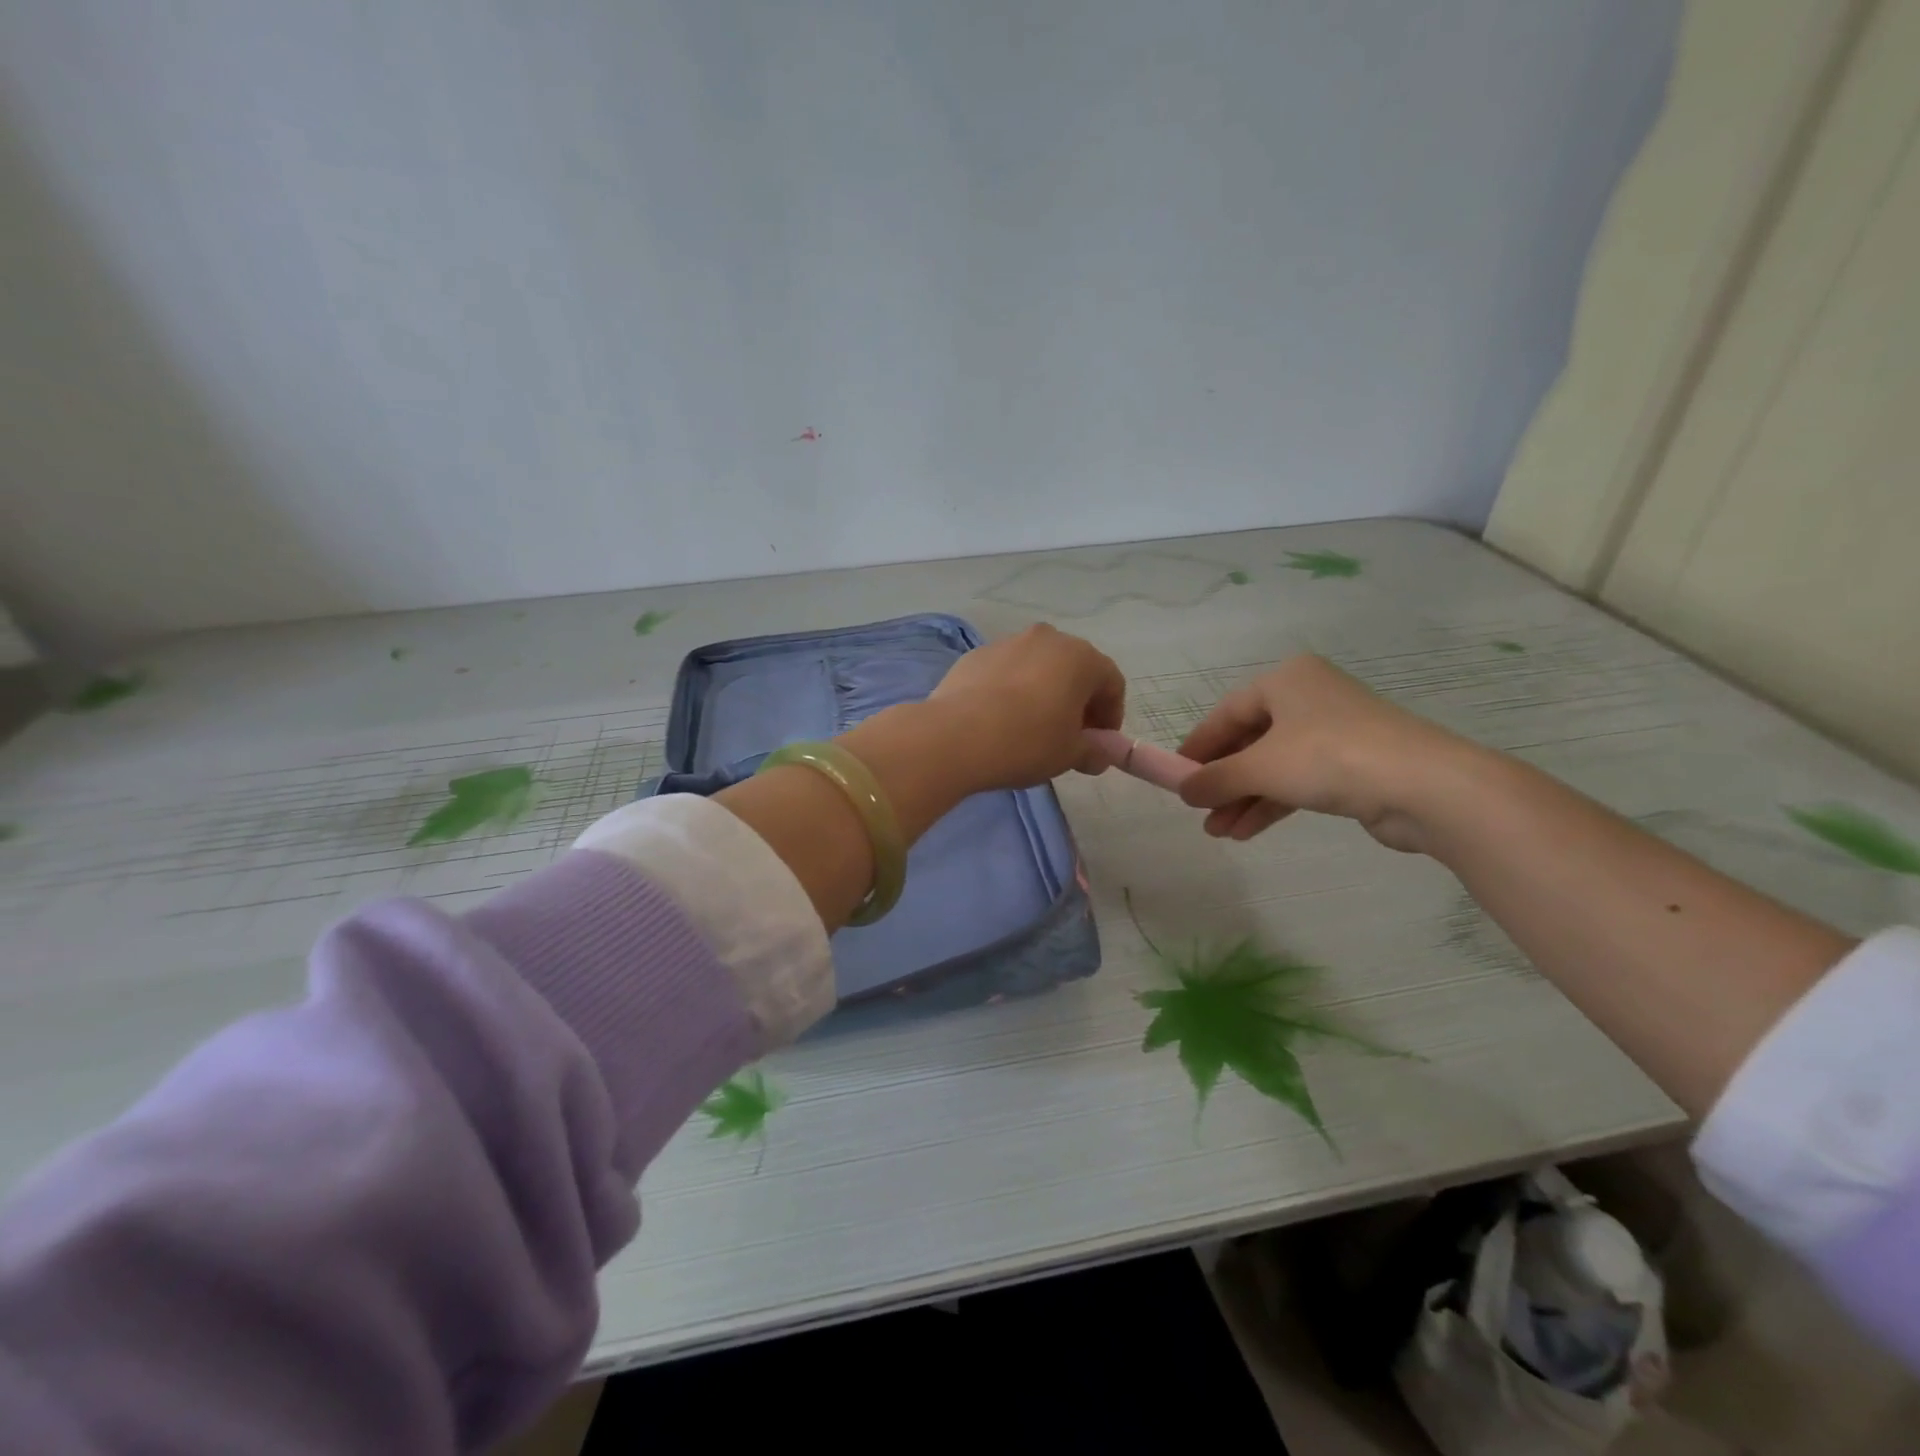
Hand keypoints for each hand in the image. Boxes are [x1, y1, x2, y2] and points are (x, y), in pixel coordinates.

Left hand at [929, 624, 1125, 790]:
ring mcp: (1006, 643)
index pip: (1111, 683)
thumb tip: (1100, 754)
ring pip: (1036, 668)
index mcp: (1080, 657)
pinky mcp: (974, 656)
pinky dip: (1010, 691)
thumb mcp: (1069, 754)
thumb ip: (1094, 751)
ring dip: (1042, 693)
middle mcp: (1046, 639)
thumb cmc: (1027, 742)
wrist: (955, 736)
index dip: (1111, 715)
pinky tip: (998, 720)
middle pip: (1073, 669)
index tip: (1099, 744)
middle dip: (1077, 701)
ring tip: (1029, 728)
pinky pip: (1004, 673)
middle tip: (1068, 736)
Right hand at [1176, 654, 1480, 851]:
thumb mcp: (1260, 767)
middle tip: (1197, 810)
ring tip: (1217, 832)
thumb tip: (1182, 790)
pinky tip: (1246, 831)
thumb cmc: (1330, 758)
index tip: (1174, 776)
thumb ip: (1215, 778)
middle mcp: (1309, 698)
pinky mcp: (1354, 764)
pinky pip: (1298, 781)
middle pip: (1250, 740)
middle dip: (1222, 780)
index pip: (1226, 713)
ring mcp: (1335, 731)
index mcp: (1286, 680)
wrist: (1427, 787)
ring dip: (1243, 798)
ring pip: (1274, 765)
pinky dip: (1272, 803)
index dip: (1197, 747)